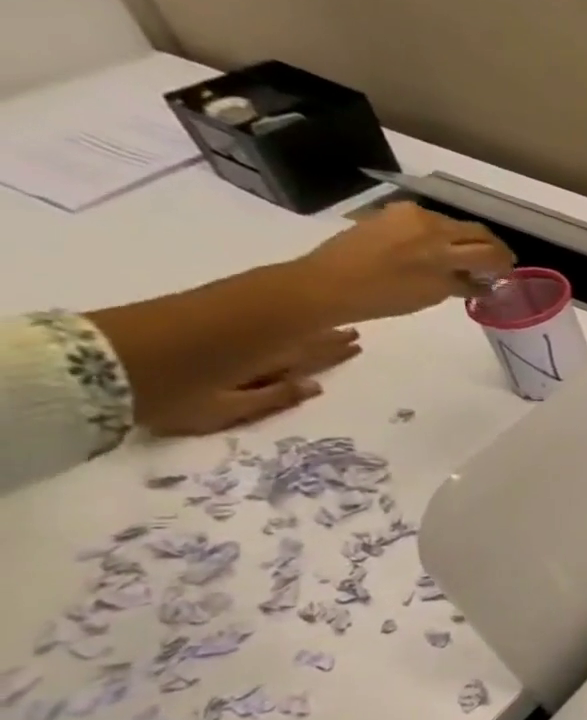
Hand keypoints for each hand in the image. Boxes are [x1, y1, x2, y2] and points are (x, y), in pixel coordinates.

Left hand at [144, 327, 359, 435]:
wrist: (95, 361)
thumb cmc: (166, 395)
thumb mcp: (224, 409)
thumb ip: (272, 399)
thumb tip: (314, 386)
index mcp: (263, 360)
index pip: (311, 353)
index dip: (334, 349)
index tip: (358, 344)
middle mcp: (254, 336)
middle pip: (300, 334)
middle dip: (327, 335)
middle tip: (353, 333)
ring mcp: (226, 320)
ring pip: (280, 321)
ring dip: (305, 323)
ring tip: (328, 324)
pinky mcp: (199, 310)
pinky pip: (256, 312)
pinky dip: (276, 315)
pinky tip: (285, 316)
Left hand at [280, 201, 512, 325]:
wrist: (328, 283)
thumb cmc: (385, 296)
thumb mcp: (433, 294)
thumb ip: (463, 283)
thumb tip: (484, 282)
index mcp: (443, 245)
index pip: (489, 249)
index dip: (504, 262)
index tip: (509, 273)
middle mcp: (430, 223)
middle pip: (474, 232)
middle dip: (490, 248)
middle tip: (496, 265)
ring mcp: (408, 215)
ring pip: (453, 226)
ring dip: (466, 242)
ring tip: (465, 260)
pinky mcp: (391, 214)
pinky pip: (428, 223)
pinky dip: (442, 237)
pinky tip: (437, 253)